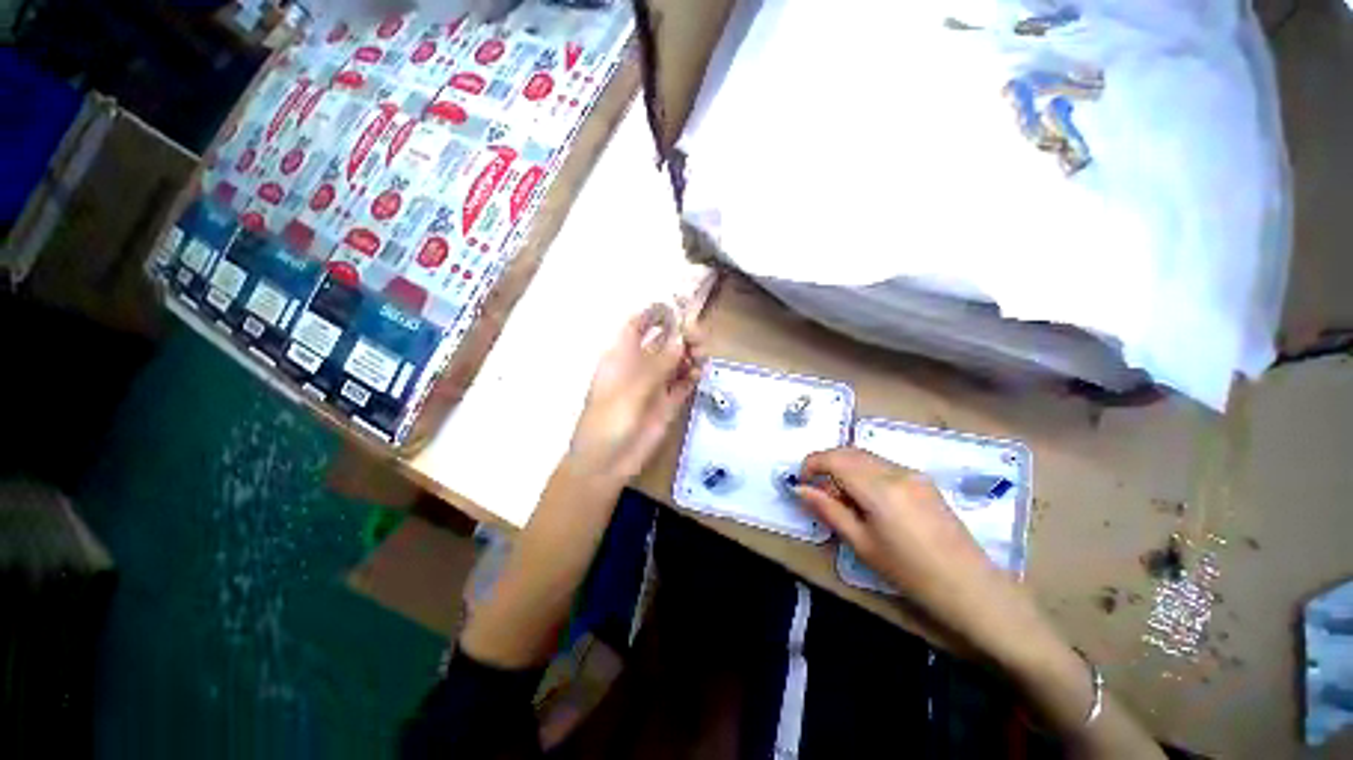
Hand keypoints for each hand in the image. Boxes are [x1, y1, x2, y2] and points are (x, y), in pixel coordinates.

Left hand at [567, 304, 702, 482]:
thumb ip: (658, 365)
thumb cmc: (609, 420)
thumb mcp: (632, 389)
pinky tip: (698, 375)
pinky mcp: (668, 403)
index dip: (655, 314)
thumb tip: (682, 338)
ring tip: (701, 356)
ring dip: (690, 355)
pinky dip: (692, 376)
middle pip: (664, 341)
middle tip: (698, 337)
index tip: (677, 307)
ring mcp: (655, 385)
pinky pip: (684, 383)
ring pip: (677, 361)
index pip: (638, 325)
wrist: (607, 462)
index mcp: (622, 356)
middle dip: (681, 335)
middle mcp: (640, 366)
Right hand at [798, 449, 1166, 755]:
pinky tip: (866, 499)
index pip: (834, 458)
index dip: (811, 464)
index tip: (801, 480)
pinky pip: (882, 465)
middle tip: (817, 490)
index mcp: (879, 488)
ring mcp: (912, 473)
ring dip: (845, 467)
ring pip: (865, 456)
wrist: (974, 589)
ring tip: (841, 499)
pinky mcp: (923, 481)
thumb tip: (800, 489)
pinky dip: (864, 472)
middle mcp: (895, 471)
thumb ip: (828, 510)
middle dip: (826, 463)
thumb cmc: (912, 574)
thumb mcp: (862, 545)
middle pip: (849, 452)